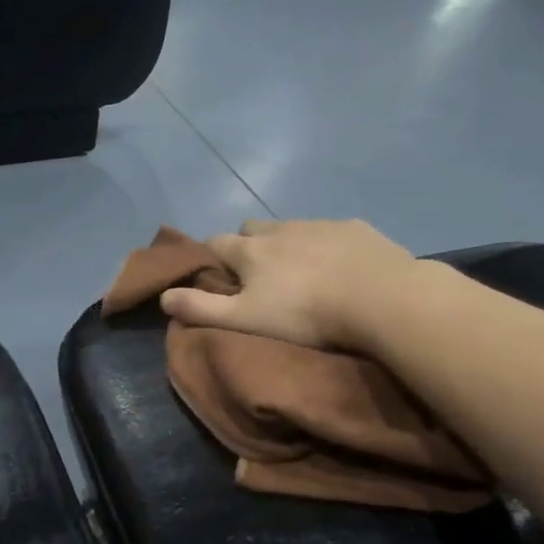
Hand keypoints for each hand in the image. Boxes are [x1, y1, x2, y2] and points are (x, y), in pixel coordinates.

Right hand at [159, 218, 423, 350]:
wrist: (380, 298)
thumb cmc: (305, 314)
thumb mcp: (245, 319)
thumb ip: (201, 308)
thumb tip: (163, 296)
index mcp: (251, 251)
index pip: (216, 243)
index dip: (210, 257)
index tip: (214, 276)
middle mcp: (280, 229)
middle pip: (252, 228)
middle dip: (248, 245)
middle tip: (258, 276)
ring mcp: (320, 224)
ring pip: (291, 228)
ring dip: (286, 244)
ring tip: (301, 273)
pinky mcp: (355, 228)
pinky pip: (330, 230)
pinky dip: (325, 244)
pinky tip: (339, 266)